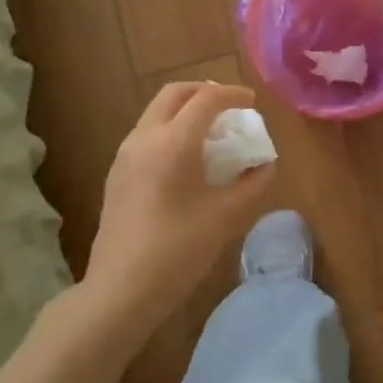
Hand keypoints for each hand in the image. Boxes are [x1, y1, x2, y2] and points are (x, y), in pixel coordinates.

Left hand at [83, 82, 275, 343]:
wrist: (120, 290)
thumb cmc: (178, 250)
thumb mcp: (226, 216)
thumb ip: (253, 183)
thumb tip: (266, 164)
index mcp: (172, 143)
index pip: (206, 99)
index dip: (233, 95)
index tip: (252, 102)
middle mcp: (144, 138)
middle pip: (175, 94)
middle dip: (205, 92)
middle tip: (230, 107)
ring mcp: (125, 155)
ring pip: (157, 112)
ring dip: (186, 110)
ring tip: (212, 131)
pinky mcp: (117, 173)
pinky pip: (147, 133)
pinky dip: (171, 129)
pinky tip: (188, 158)